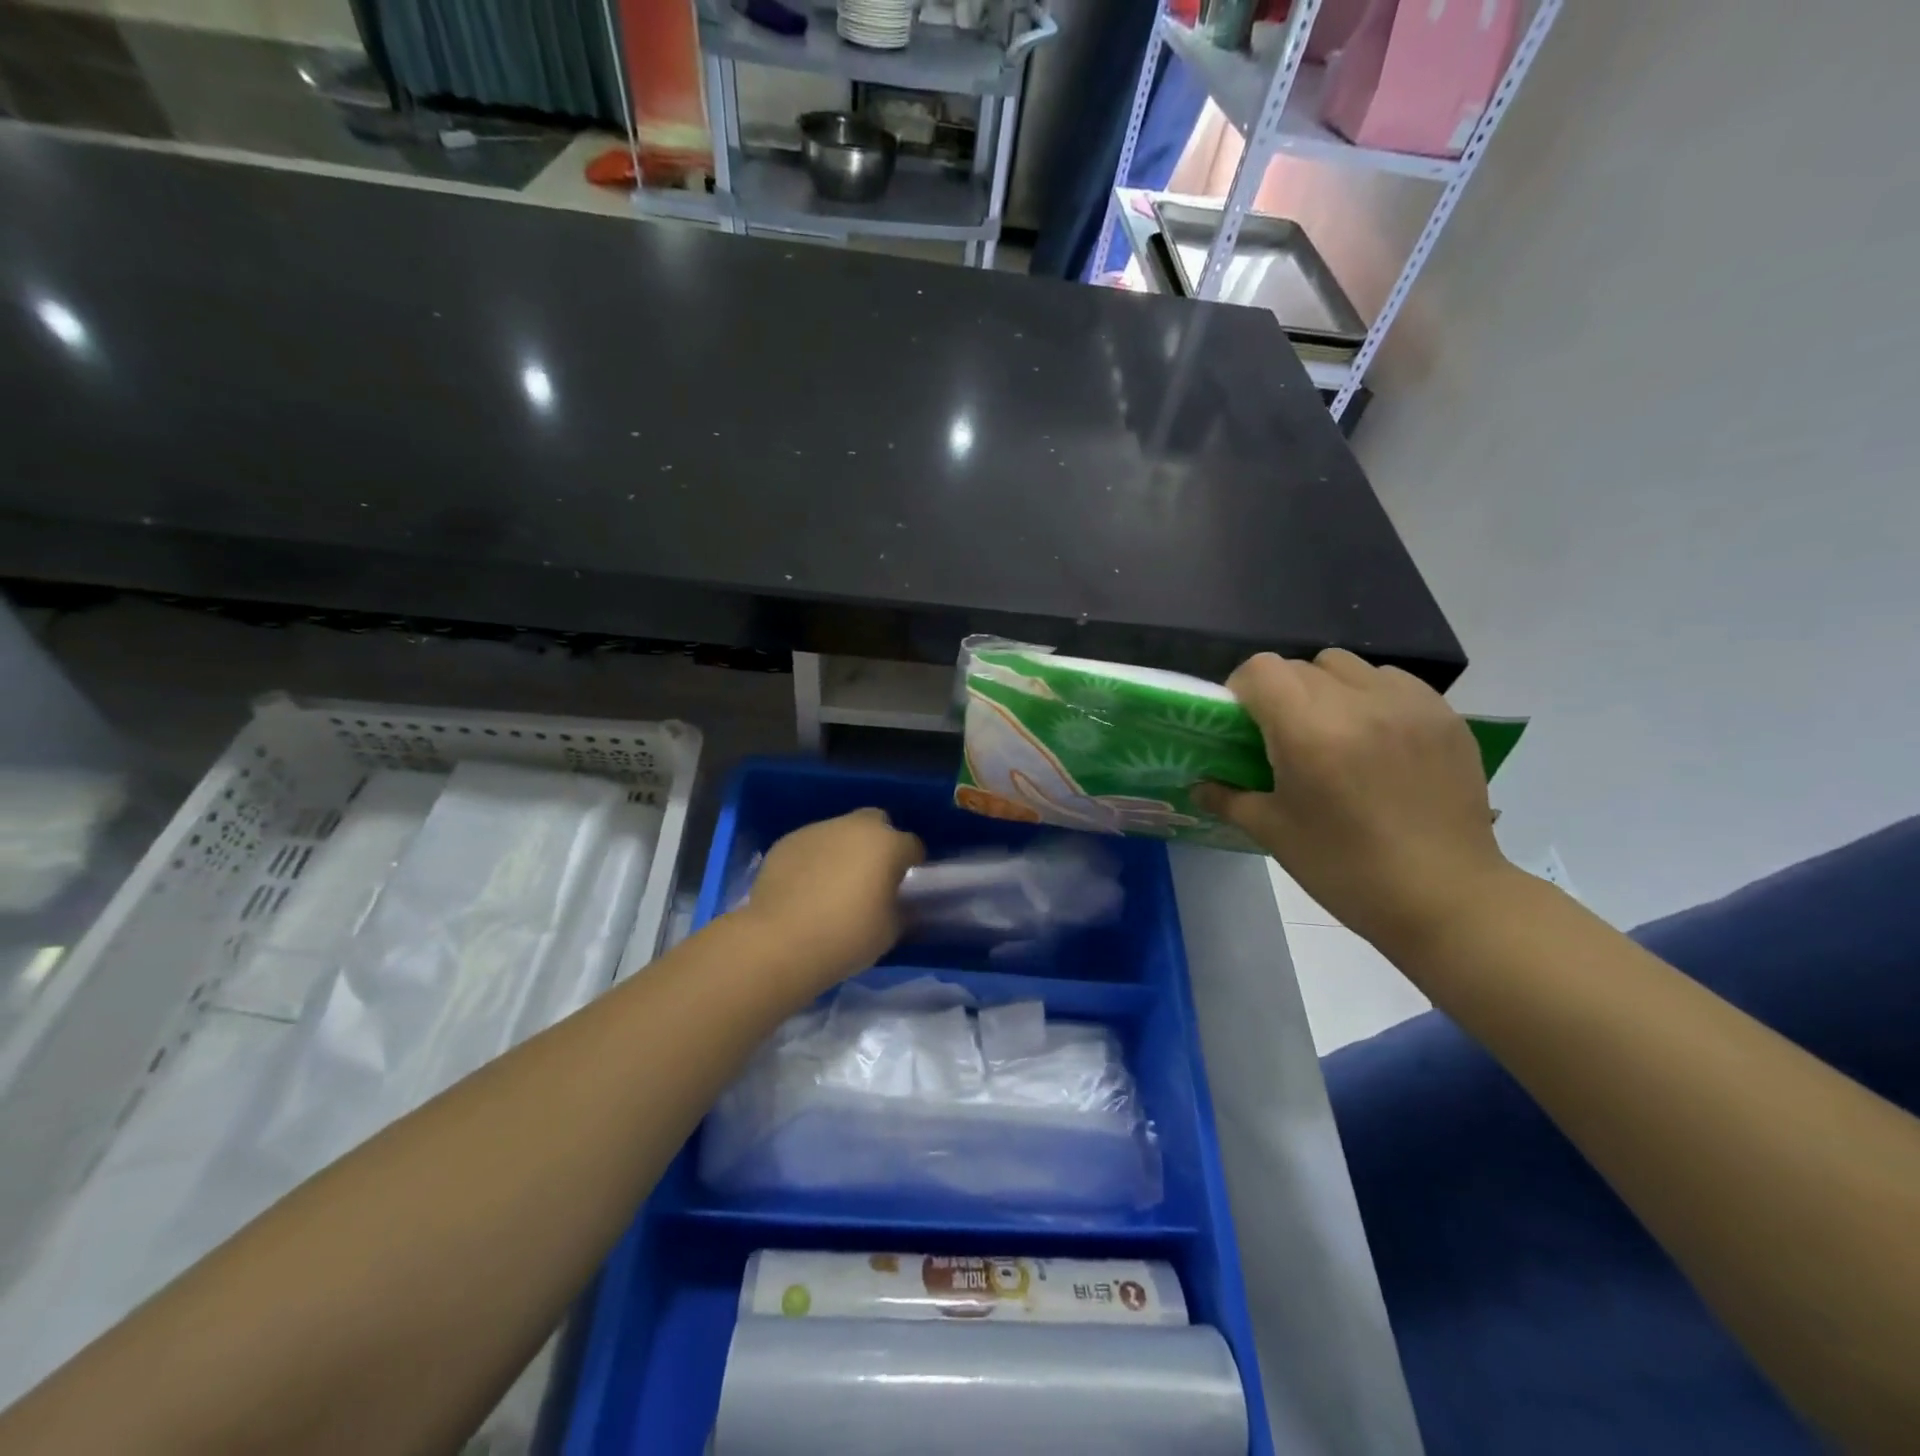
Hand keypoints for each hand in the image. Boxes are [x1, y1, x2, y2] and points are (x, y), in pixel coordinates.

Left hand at [737, 808, 925, 986]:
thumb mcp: (890, 930)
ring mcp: (817, 830)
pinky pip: (811, 845)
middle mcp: (854, 827)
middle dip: (878, 842)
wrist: (779, 942)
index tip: (905, 885)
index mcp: (887, 845)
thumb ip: (899, 908)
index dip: (912, 864)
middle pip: (876, 823)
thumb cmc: (846, 937)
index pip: (912, 845)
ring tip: (833, 884)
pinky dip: (814, 859)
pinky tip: (805, 888)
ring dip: (844, 849)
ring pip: (840, 831)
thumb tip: (896, 901)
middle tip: (871, 875)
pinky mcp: (786, 842)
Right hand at [1194, 651, 1515, 952]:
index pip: (1261, 670)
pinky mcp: (1445, 716)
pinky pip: (1393, 682)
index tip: (1243, 724)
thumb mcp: (1274, 833)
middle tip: (1284, 736)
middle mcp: (1358, 703)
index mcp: (1309, 731)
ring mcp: (1408, 704)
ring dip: (1327, 689)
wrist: (1445, 898)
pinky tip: (1376, 739)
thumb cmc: (1345, 869)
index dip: (1243, 690)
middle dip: (1282, 693)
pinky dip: (1372, 697)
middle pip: (1301, 666)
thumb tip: (1199, 785)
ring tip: (1333, 733)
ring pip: (1348, 667)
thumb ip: (1228, 798)